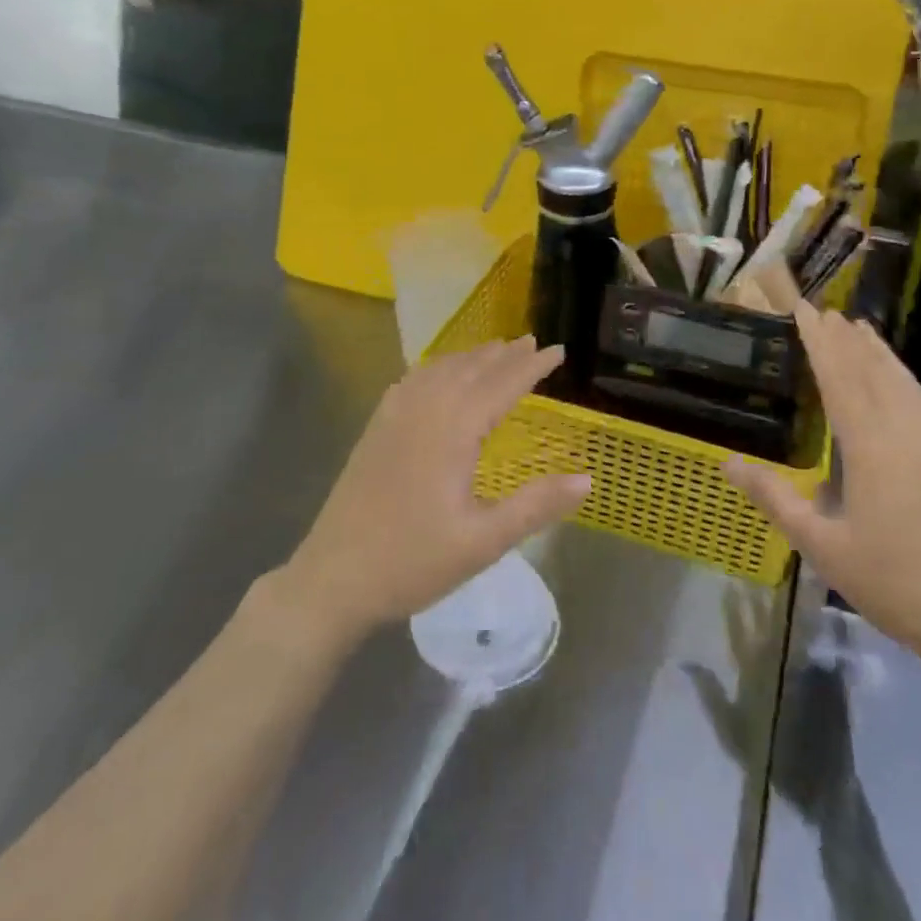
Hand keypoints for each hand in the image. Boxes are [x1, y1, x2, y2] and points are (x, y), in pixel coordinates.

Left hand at [280, 337, 590, 644]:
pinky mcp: (375, 429)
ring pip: (439, 370)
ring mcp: (393, 417)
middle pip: (470, 369)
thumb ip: (536, 506)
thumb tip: (588, 479)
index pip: (502, 385)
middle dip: (504, 354)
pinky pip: (412, 381)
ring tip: (495, 350)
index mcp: (452, 430)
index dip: (532, 366)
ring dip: (471, 357)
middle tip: (532, 342)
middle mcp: (423, 411)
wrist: (332, 579)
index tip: (559, 350)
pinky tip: (438, 374)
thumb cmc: (412, 562)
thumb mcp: (483, 542)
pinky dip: (437, 368)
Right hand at [723, 303, 920, 665]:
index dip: (820, 344)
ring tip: (863, 327)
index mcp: (870, 452)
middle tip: (825, 311)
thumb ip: (774, 498)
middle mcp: (907, 440)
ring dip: (886, 356)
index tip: (804, 311)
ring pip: (913, 391)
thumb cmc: (886, 582)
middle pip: (873, 378)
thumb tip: (728, 462)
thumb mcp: (818, 545)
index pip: (839, 384)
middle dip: (847, 342)